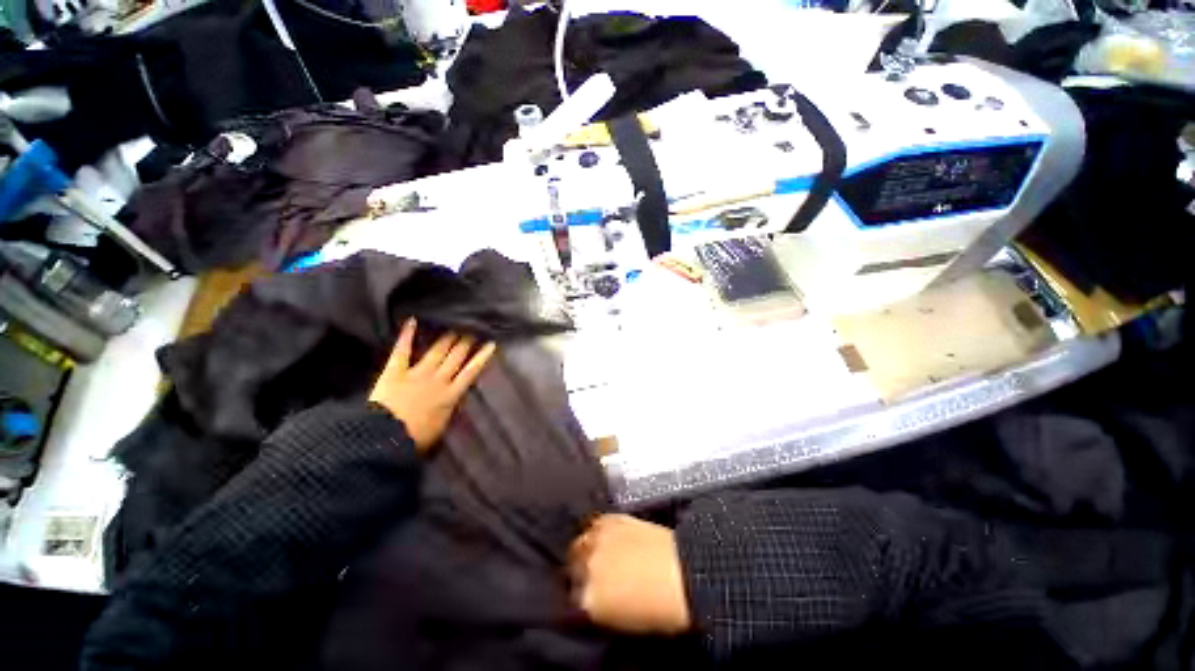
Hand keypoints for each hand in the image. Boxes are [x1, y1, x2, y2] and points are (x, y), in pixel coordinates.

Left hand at [369, 319, 496, 452]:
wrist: (385, 438)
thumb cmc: (416, 438)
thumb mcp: (442, 426)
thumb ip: (450, 408)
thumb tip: (458, 397)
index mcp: (451, 394)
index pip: (471, 371)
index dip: (482, 356)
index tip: (490, 343)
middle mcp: (438, 379)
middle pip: (456, 356)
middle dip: (466, 341)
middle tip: (473, 328)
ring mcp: (417, 373)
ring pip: (437, 351)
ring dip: (447, 338)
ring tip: (455, 325)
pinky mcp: (395, 371)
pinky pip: (402, 350)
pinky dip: (406, 335)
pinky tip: (412, 320)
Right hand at [568, 514, 691, 634]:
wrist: (683, 573)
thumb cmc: (660, 610)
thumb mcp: (622, 623)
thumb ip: (599, 611)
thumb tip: (591, 602)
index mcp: (588, 602)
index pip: (571, 601)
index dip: (580, 599)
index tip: (587, 598)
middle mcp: (586, 568)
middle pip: (571, 568)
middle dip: (579, 572)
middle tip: (592, 575)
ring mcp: (597, 540)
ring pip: (579, 543)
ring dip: (585, 549)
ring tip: (597, 553)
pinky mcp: (610, 519)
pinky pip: (594, 524)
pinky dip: (598, 531)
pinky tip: (607, 537)